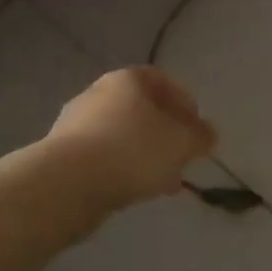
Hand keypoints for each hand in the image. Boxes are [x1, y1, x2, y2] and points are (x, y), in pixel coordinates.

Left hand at [48, 67, 216, 208]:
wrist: (67, 184)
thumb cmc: (133, 150)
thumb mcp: (182, 142)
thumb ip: (200, 136)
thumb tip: (208, 135)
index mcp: (127, 80)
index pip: (162, 80)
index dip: (185, 103)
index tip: (197, 129)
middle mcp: (98, 94)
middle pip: (141, 109)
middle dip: (166, 133)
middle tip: (182, 157)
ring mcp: (76, 124)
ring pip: (123, 135)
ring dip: (146, 155)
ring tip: (163, 181)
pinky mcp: (62, 155)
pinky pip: (103, 157)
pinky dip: (122, 169)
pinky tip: (135, 190)